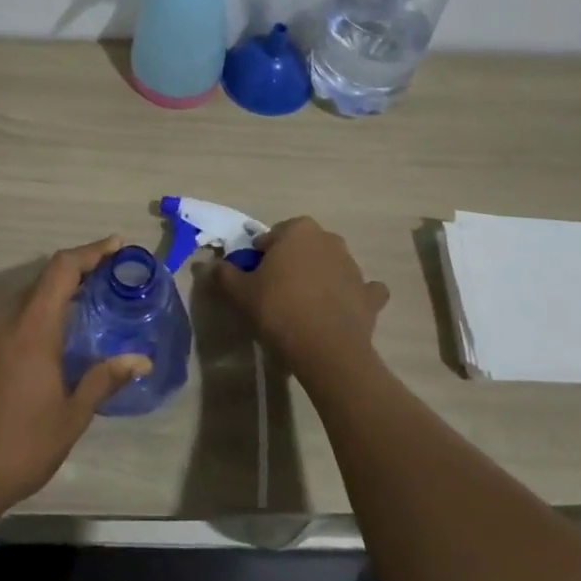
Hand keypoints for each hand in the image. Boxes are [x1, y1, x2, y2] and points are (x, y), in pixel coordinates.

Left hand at [0, 237, 150, 523]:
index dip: (90, 251)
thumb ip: (103, 380)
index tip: (115, 245)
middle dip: (74, 273)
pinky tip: (44, 343)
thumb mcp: (70, 417)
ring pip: (21, 299)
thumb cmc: (18, 447)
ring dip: (51, 296)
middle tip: (105, 281)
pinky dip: (30, 317)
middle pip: (41, 280)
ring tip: (80, 309)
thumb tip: (140, 360)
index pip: (62, 269)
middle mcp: (3, 320)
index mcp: (31, 327)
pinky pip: (5, 320)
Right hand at [214, 217, 388, 380]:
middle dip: (291, 263)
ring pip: (331, 266)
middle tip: (275, 292)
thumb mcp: (240, 292)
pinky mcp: (371, 295)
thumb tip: (209, 266)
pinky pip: (361, 291)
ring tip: (303, 307)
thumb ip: (224, 274)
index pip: (272, 237)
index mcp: (298, 230)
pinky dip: (352, 297)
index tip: (254, 280)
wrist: (327, 350)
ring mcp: (354, 267)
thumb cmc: (279, 310)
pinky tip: (339, 312)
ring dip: (320, 278)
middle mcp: (329, 239)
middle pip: (303, 248)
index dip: (260, 258)